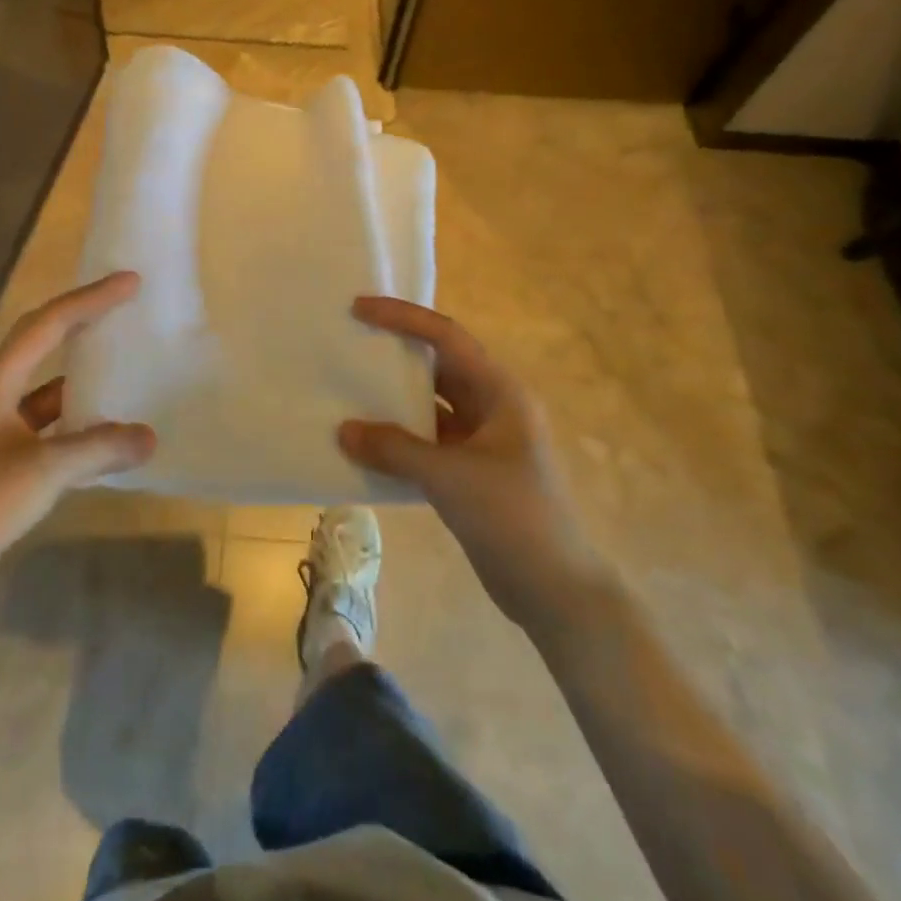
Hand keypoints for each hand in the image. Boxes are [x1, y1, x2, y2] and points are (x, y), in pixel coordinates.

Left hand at [0, 272, 154, 594]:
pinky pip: (46, 427)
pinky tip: (102, 434)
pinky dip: (75, 423)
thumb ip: (100, 448)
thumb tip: (150, 437)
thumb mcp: (44, 470)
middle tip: (124, 308)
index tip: (129, 283)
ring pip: (45, 389)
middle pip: (42, 344)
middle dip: (83, 323)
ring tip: (122, 367)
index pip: (48, 324)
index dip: (90, 300)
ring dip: (80, 377)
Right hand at [339, 297, 596, 623]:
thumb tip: (342, 430)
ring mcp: (482, 441)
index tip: (359, 308)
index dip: (403, 317)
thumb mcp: (451, 477)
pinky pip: (428, 440)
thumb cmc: (514, 518)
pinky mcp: (471, 471)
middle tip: (350, 342)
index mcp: (500, 392)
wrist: (557, 592)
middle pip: (438, 366)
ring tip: (348, 388)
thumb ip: (395, 449)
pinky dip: (399, 438)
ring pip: (431, 405)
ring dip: (394, 399)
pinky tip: (366, 442)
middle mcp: (492, 407)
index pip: (446, 337)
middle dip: (395, 353)